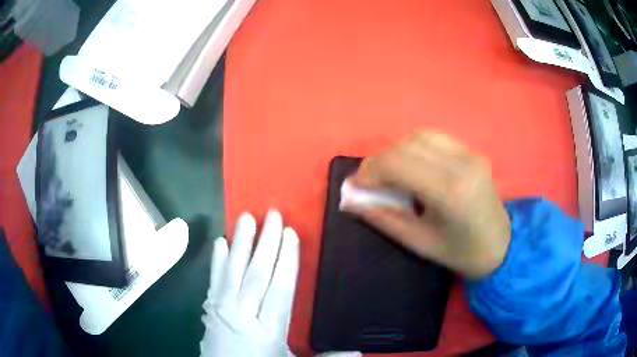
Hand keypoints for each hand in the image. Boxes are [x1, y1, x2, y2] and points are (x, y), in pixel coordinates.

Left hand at [200, 210, 298, 356]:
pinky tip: (219, 243)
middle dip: (266, 243)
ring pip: (233, 271)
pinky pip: (214, 280)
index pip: (280, 288)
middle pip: (256, 274)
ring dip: (240, 244)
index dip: (287, 259)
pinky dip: (216, 261)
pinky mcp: (210, 309)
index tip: (290, 233)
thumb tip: (360, 353)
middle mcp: (244, 314)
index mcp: (269, 329)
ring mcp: (222, 310)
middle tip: (272, 214)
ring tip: (245, 218)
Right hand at [345, 131, 510, 278]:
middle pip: (407, 145)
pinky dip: (415, 148)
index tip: (357, 186)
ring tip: (390, 174)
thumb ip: (384, 219)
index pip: (398, 163)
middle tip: (369, 181)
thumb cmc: (461, 252)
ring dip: (397, 152)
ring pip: (420, 136)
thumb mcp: (419, 243)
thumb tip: (352, 200)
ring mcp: (470, 154)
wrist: (500, 245)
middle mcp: (462, 164)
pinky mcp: (472, 152)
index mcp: (450, 191)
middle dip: (379, 161)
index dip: (370, 170)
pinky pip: (435, 139)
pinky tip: (413, 167)